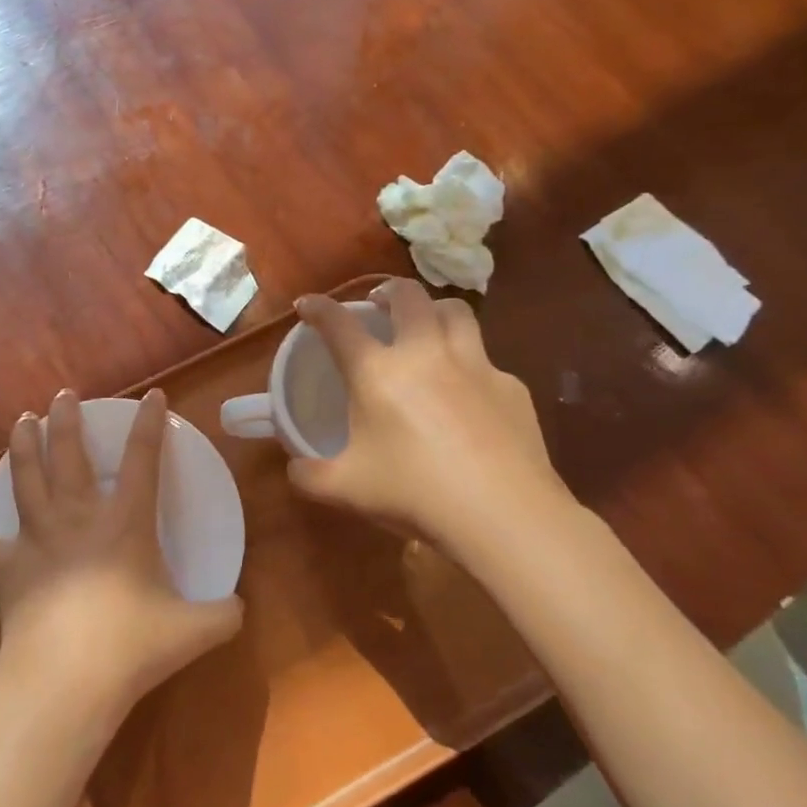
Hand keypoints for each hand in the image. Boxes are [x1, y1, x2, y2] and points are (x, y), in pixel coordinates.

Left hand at [0, 389, 243, 724]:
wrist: (67, 677)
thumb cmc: (131, 645)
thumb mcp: (193, 631)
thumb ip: (222, 615)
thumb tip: (240, 609)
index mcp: (124, 522)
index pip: (143, 460)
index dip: (150, 424)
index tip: (152, 395)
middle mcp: (78, 518)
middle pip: (68, 454)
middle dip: (65, 420)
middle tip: (62, 396)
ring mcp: (38, 540)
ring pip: (25, 480)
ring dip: (22, 447)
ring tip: (21, 421)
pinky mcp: (8, 570)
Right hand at [289, 278, 577, 563]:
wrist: (504, 516)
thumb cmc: (415, 494)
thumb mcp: (347, 490)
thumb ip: (310, 475)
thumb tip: (295, 468)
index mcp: (378, 373)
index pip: (338, 324)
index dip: (317, 308)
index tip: (307, 304)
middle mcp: (425, 354)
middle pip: (408, 296)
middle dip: (387, 290)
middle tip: (379, 304)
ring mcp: (475, 366)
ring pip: (456, 312)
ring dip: (434, 310)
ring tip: (426, 326)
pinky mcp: (511, 387)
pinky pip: (487, 361)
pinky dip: (470, 364)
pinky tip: (468, 394)